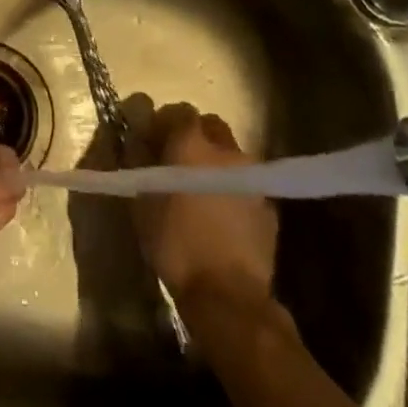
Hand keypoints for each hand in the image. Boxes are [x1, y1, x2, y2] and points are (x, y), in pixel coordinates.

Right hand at [124, 97, 278, 310]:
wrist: (227, 294)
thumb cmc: (175, 244)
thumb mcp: (142, 205)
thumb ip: (139, 166)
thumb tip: (138, 144)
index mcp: (191, 145)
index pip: (180, 112)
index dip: (166, 123)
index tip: (155, 141)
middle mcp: (226, 151)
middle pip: (211, 126)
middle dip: (196, 136)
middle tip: (178, 161)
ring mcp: (252, 177)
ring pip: (232, 155)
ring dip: (216, 163)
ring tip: (202, 192)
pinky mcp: (270, 205)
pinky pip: (247, 184)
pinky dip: (234, 190)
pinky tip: (223, 217)